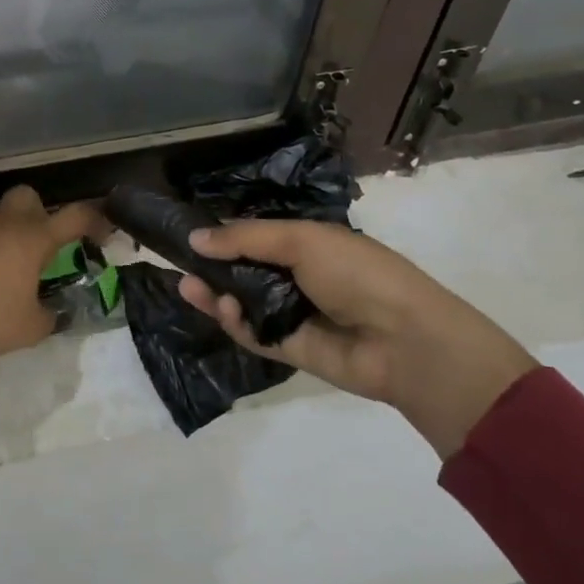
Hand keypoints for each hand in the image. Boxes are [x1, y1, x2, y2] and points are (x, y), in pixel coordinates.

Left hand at [0, 186, 105, 358]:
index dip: (95, 220)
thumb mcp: (29, 329)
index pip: (75, 216)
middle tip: (34, 246)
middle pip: (27, 196)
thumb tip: (49, 312)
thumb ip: (47, 315)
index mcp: (32, 239)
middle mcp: (1, 222)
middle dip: (35, 214)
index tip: (102, 234)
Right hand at [178, 220, 537, 458]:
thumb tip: (194, 238)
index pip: (256, 236)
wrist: (404, 340)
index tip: (188, 233)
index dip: (224, 235)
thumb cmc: (357, 274)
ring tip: (189, 286)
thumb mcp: (302, 240)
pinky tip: (220, 306)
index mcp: (308, 245)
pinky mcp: (288, 349)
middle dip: (211, 266)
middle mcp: (297, 278)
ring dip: (214, 294)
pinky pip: (252, 333)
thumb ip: (245, 239)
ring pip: (242, 302)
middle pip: (243, 270)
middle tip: (178, 262)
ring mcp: (292, 315)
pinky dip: (233, 321)